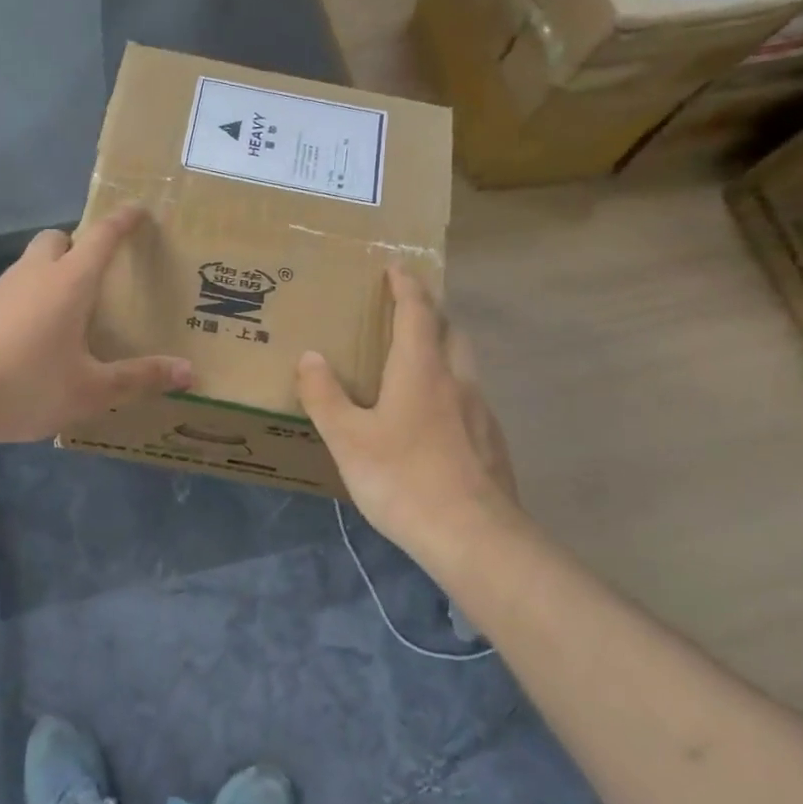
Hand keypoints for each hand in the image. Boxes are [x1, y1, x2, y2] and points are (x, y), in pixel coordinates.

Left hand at [0, 205, 191, 446]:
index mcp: (68, 282)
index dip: (123, 220)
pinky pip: (13, 292)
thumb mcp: (91, 390)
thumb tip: (189, 371)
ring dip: (53, 273)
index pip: (101, 237)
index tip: (139, 208)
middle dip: (78, 244)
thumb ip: (139, 378)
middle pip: (57, 239)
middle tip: (99, 274)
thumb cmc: (25, 385)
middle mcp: (33, 275)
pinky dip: (31, 300)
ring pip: (31, 265)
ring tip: (72, 311)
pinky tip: (37, 339)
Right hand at [297, 269, 521, 561]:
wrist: (475, 537)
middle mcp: (457, 380)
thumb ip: (325, 396)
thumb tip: (311, 357)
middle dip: (430, 313)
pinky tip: (434, 419)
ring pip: (464, 364)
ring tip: (416, 362)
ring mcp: (481, 412)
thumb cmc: (403, 479)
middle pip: (450, 330)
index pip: (417, 311)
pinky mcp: (492, 442)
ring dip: (443, 349)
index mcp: (422, 369)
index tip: (397, 266)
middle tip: (405, 312)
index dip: (406, 285)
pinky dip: (451, 388)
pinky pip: (470, 398)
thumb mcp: (348, 440)